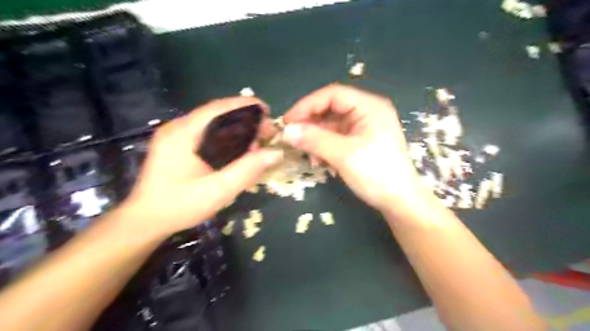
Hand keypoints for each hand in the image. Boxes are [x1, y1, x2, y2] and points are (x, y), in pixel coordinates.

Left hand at [122, 97, 282, 236]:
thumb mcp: (219, 190)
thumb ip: (247, 170)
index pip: (219, 108)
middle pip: (218, 114)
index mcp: (184, 133)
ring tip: (256, 144)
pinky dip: (226, 138)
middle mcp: (178, 128)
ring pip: (213, 124)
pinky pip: (207, 134)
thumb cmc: (180, 206)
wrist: (146, 221)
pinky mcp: (177, 145)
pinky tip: (237, 151)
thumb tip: (276, 153)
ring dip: (237, 130)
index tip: (268, 112)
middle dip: (245, 120)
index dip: (246, 106)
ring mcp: (176, 136)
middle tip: (266, 134)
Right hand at [284, 84, 425, 213]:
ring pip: (331, 125)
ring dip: (316, 138)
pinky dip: (324, 147)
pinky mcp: (359, 142)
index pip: (332, 95)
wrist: (399, 202)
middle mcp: (366, 112)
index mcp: (369, 107)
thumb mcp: (344, 155)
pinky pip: (336, 138)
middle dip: (310, 123)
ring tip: (308, 156)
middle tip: (292, 137)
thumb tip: (287, 131)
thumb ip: (314, 140)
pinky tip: (319, 161)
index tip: (288, 121)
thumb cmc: (376, 175)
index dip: (307, 105)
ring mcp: (363, 128)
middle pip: (331, 109)